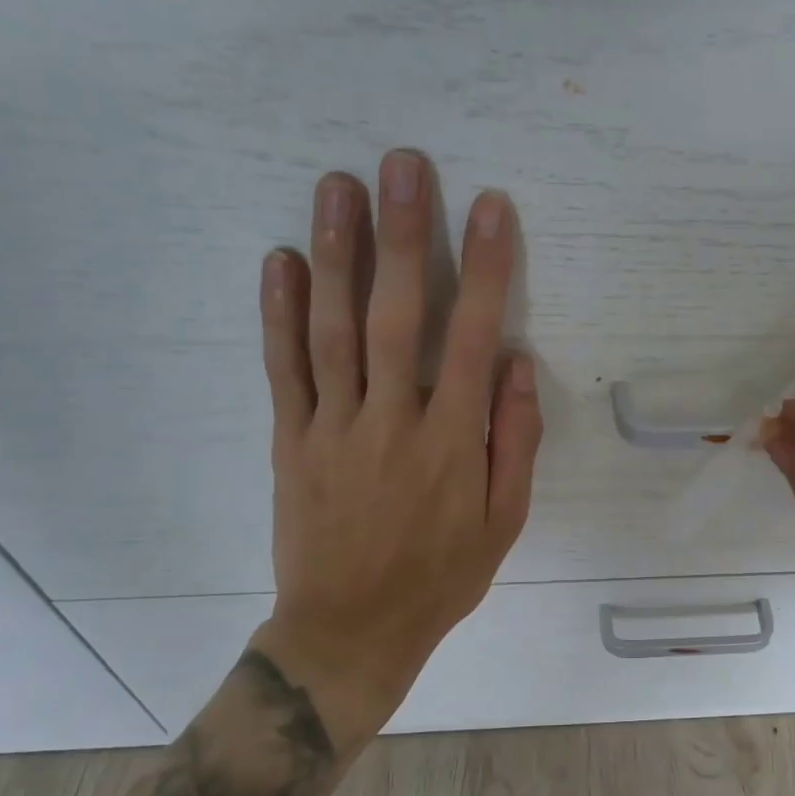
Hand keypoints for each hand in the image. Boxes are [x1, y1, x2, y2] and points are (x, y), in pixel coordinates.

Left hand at [252, 150, 541, 732]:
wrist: (351, 630)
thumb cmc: (440, 576)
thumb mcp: (503, 521)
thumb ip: (514, 440)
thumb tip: (515, 362)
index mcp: (452, 442)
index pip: (471, 339)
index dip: (483, 270)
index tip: (490, 208)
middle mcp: (392, 421)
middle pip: (395, 316)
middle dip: (402, 236)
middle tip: (401, 165)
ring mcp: (334, 428)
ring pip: (333, 330)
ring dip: (337, 255)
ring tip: (337, 187)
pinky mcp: (291, 441)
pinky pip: (284, 370)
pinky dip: (279, 313)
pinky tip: (280, 260)